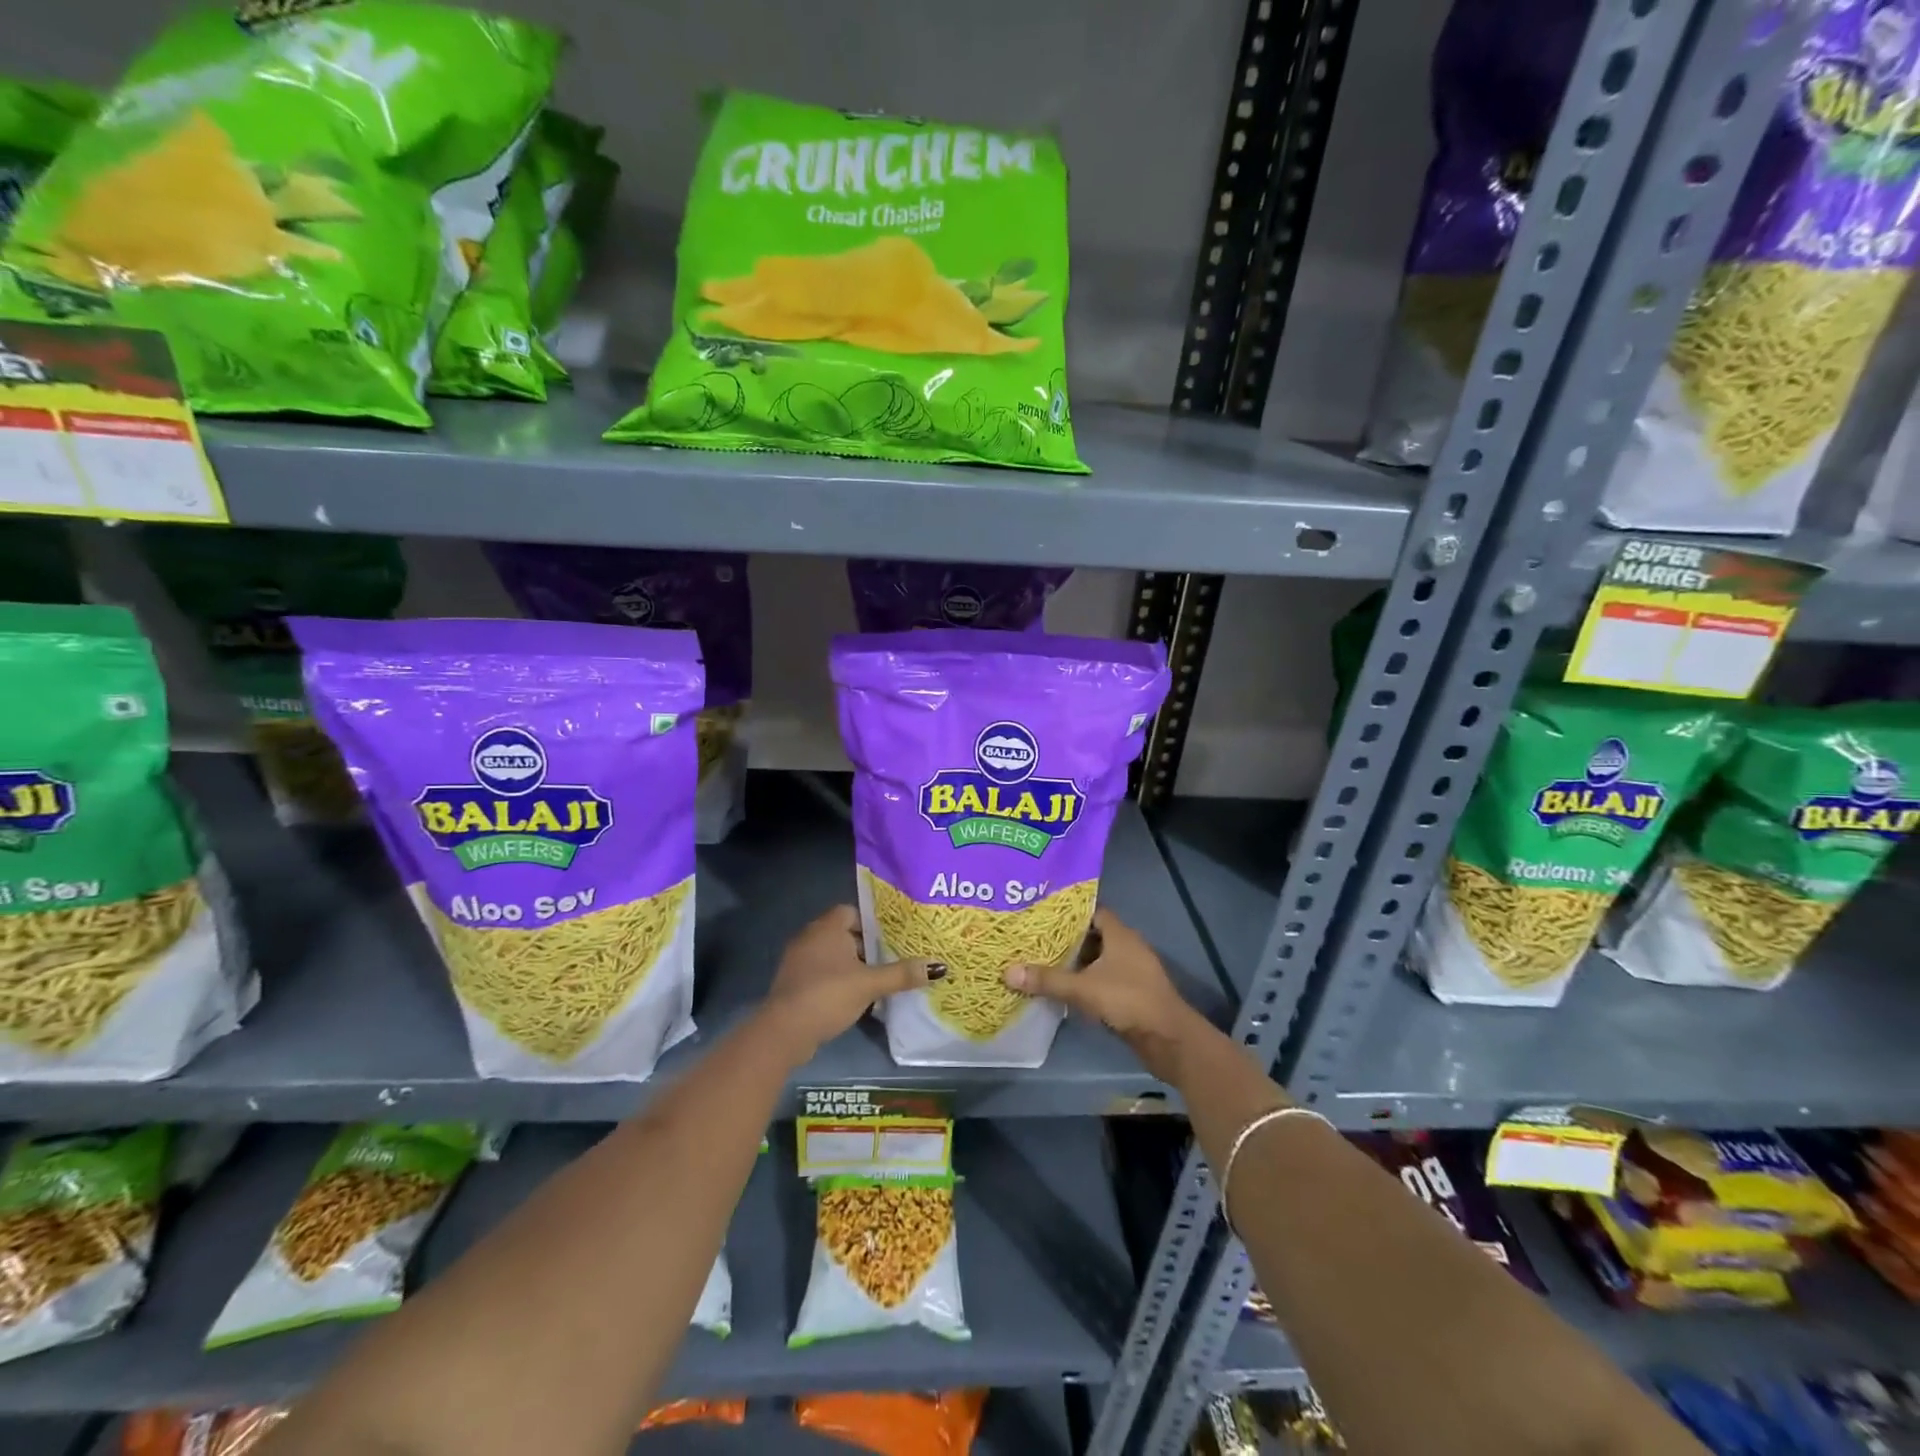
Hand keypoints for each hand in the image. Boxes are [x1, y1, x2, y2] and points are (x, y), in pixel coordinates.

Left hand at [760, 905, 941, 1059]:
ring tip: (877, 978)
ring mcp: (798, 960)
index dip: (872, 922)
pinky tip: (853, 996)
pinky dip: (836, 979)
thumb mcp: (870, 984)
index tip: (892, 936)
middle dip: (866, 945)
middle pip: (843, 933)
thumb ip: (902, 973)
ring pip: (831, 954)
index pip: (852, 911)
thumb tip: (939, 966)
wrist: (784, 1031)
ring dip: (851, 964)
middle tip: (891, 957)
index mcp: (827, 927)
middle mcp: (810, 937)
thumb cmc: (828, 995)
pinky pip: (820, 972)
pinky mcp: (793, 983)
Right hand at [1004, 908, 1209, 1081]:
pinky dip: (1086, 981)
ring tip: (1043, 962)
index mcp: (1120, 934)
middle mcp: (1127, 947)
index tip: (1042, 914)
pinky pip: (1104, 979)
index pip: (1092, 911)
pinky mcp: (1132, 993)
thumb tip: (1008, 971)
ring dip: (1076, 962)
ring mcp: (1132, 971)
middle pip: (1093, 935)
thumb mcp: (1083, 988)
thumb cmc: (1128, 1000)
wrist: (1169, 1039)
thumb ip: (1047, 980)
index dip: (1069, 912)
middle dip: (1067, 938)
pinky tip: (1065, 989)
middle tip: (1035, 939)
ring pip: (1099, 959)